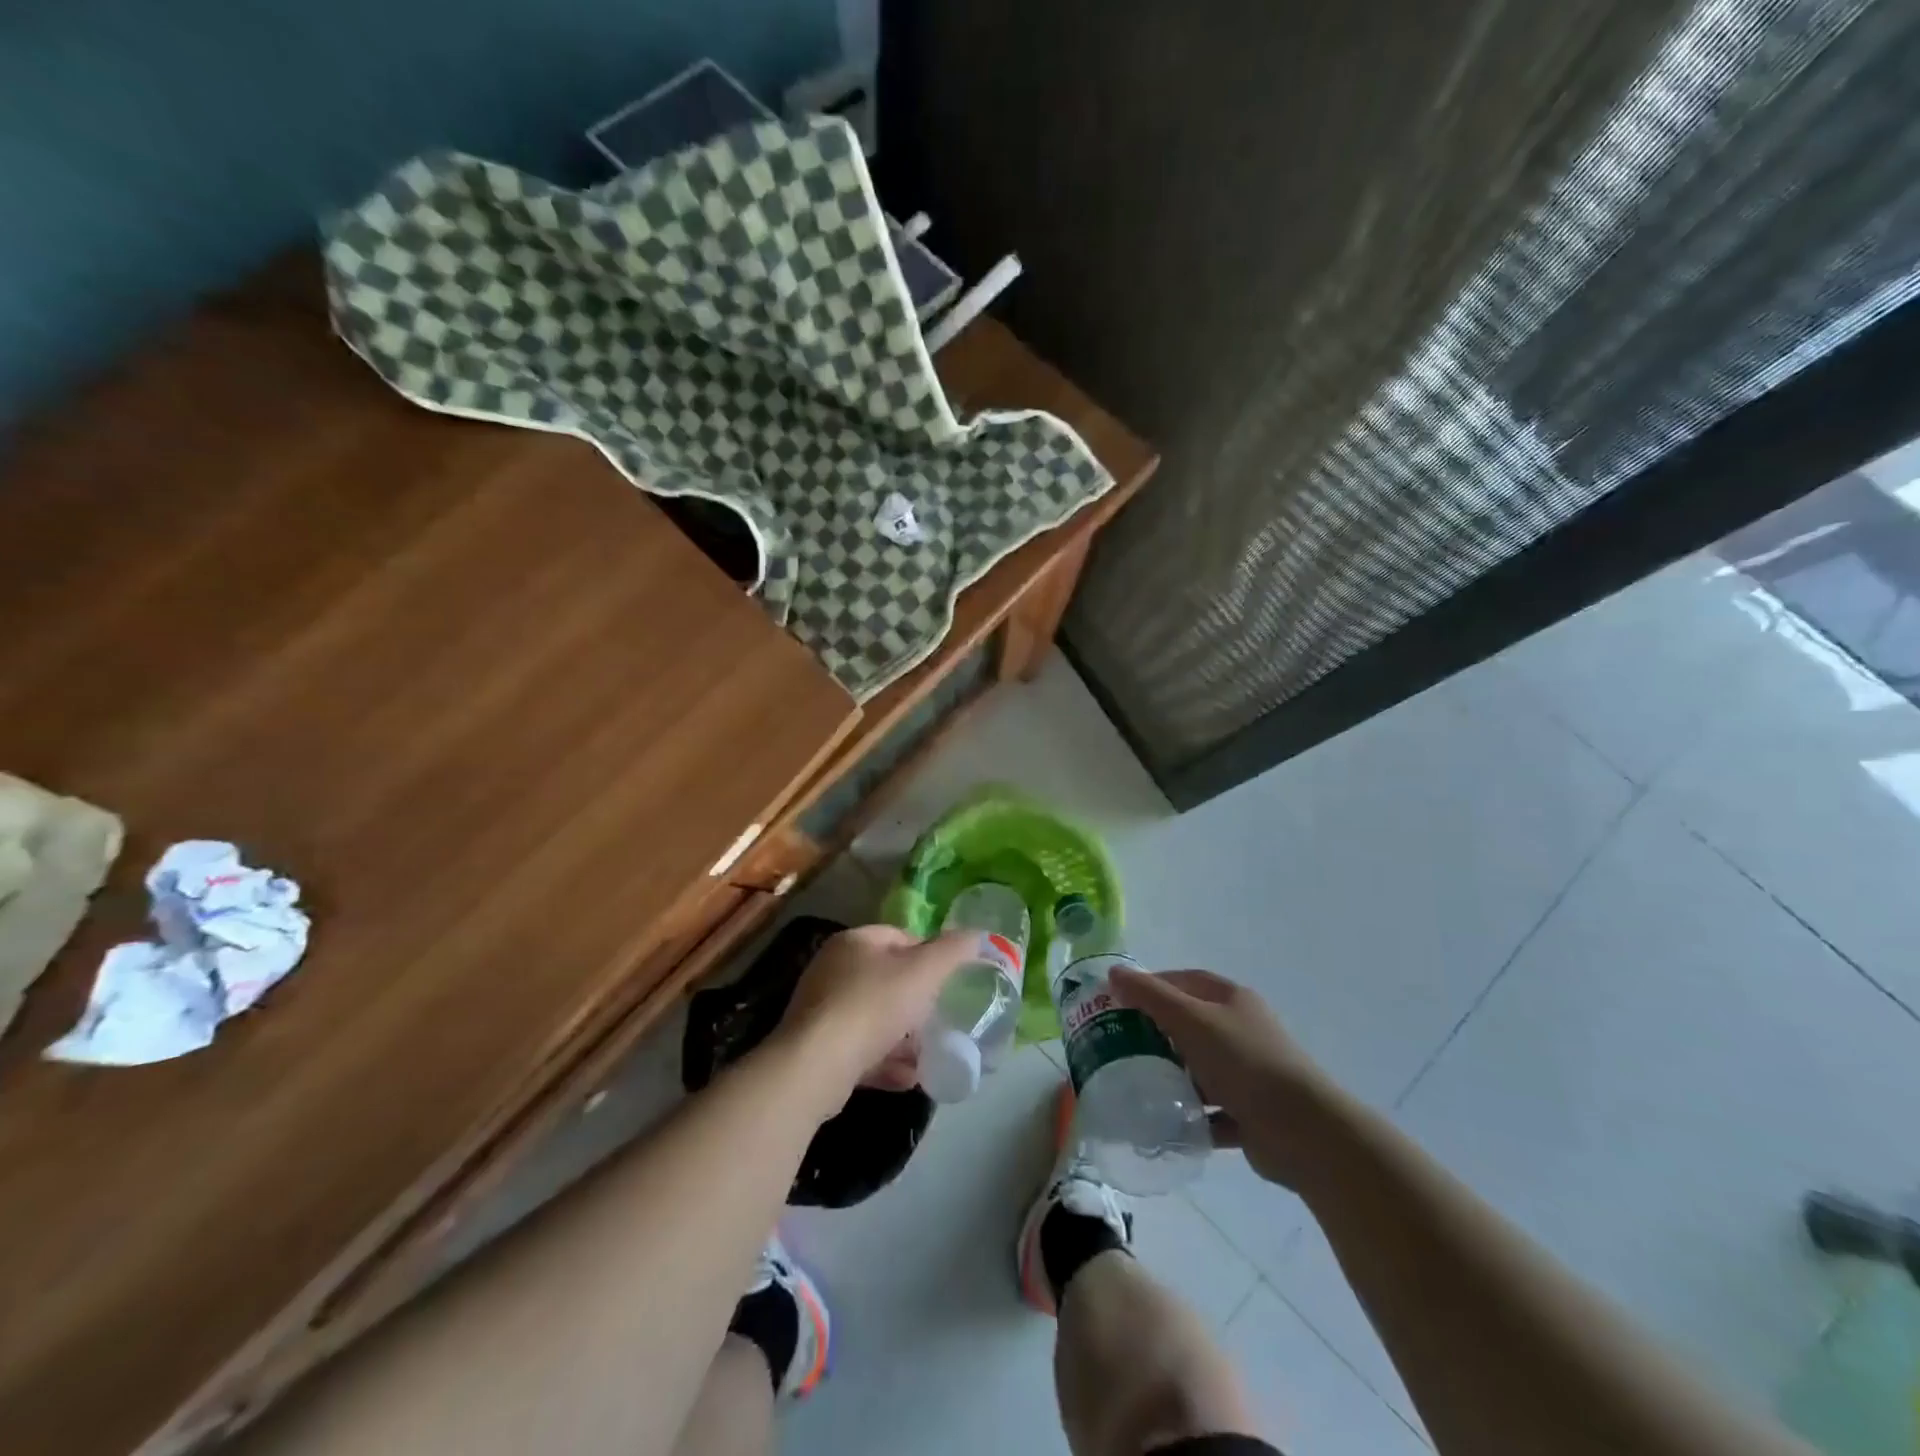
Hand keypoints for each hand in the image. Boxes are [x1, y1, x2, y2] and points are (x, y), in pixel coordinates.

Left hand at [777, 925, 978, 1104]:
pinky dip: (884, 1061)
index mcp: (855, 941)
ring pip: (873, 1018)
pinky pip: (859, 1049)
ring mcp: (821, 1009)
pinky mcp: (816, 1048)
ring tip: (927, 1055)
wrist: (816, 1066)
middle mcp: (833, 969)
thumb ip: (953, 951)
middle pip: (886, 980)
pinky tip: (907, 1078)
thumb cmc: (873, 1006)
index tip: (949, 982)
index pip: (900, 937)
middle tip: (940, 1019)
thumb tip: (978, 935)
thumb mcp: (923, 972)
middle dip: (916, 1002)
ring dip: (902, 1037)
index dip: (929, 956)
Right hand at [1109, 967, 1325, 1187]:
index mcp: (1232, 1000)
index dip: (1152, 985)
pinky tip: (1164, 1122)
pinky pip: (1211, 1110)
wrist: (1303, 1132)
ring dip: (1172, 1076)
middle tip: (1120, 1044)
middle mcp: (1241, 1030)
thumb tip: (1114, 973)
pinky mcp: (1250, 1112)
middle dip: (1156, 1033)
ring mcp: (1248, 1072)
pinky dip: (1190, 1115)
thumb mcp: (1191, 1020)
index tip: (1119, 1001)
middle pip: (1190, 1024)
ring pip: (1199, 1068)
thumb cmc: (1244, 1061)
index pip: (1185, 981)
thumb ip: (1151, 996)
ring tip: (1136, 1084)